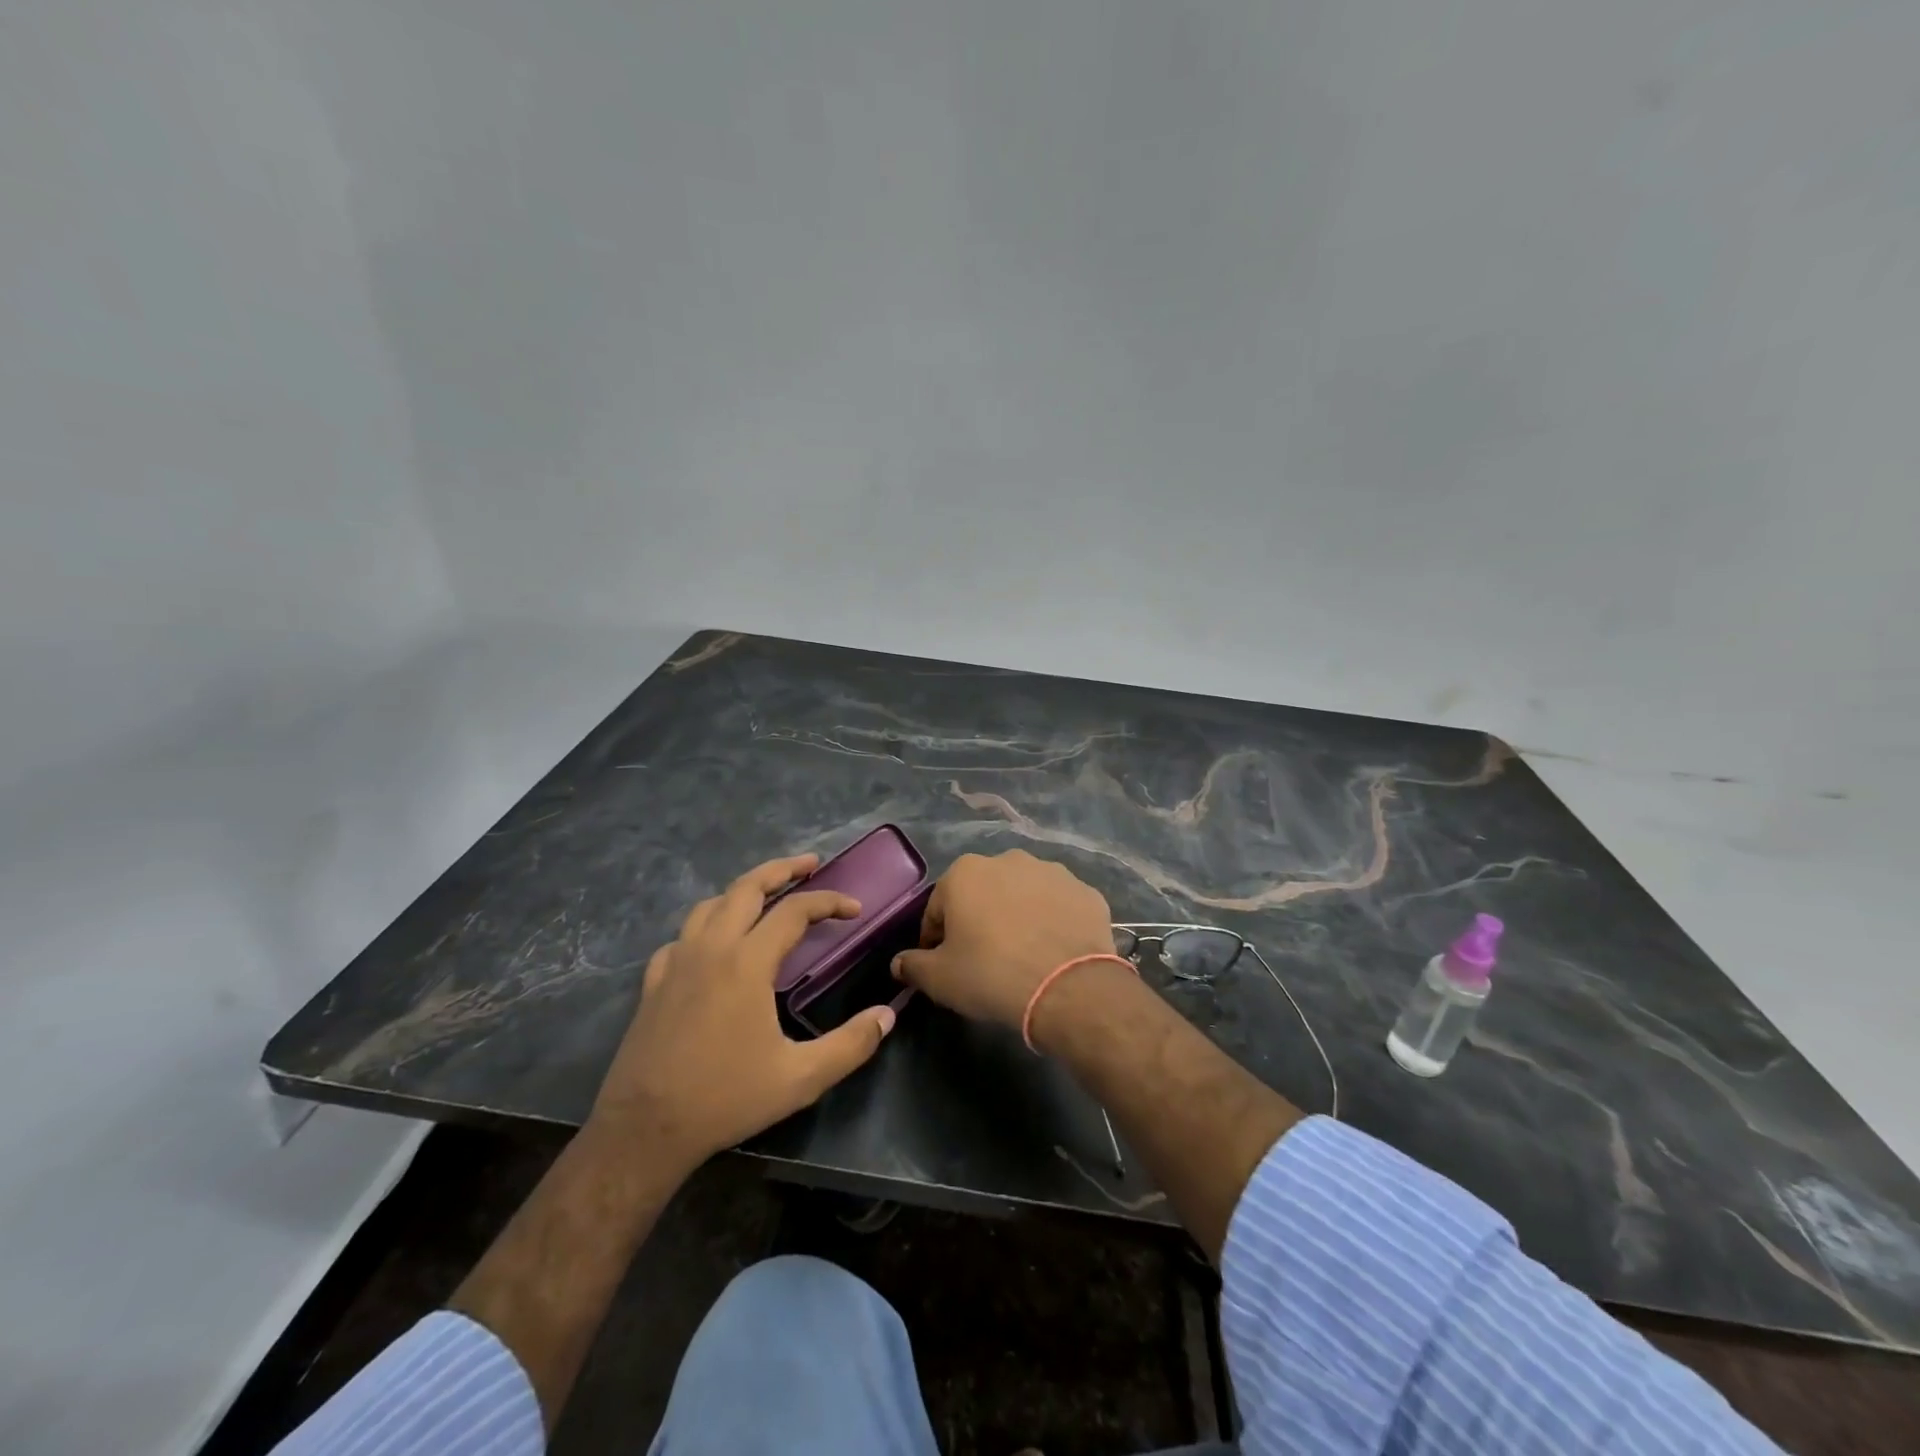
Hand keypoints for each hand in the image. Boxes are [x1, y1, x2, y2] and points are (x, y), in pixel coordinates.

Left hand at [591, 854, 896, 1165]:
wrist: (644, 1130)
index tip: (854, 908)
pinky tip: (713, 943)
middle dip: (782, 869)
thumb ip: (850, 1045)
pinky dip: (706, 925)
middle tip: (810, 864)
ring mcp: (676, 962)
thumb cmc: (726, 1098)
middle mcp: (711, 948)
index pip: (794, 911)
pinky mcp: (653, 983)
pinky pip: (682, 936)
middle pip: (747, 887)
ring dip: (743, 890)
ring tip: (766, 894)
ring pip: (711, 904)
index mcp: (747, 962)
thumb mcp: (800, 1079)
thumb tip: (887, 1016)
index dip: (828, 902)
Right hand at [891, 850, 1116, 1028]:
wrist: (1068, 987)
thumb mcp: (940, 979)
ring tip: (1023, 956)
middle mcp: (1008, 860)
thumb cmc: (991, 975)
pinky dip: (1053, 922)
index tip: (943, 965)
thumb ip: (913, 965)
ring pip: (1023, 895)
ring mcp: (1052, 871)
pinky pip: (1059, 906)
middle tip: (983, 960)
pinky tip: (1054, 952)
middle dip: (979, 921)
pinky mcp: (1085, 891)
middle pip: (982, 894)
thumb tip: (899, 963)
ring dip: (1018, 916)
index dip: (936, 939)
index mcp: (965, 873)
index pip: (938, 908)